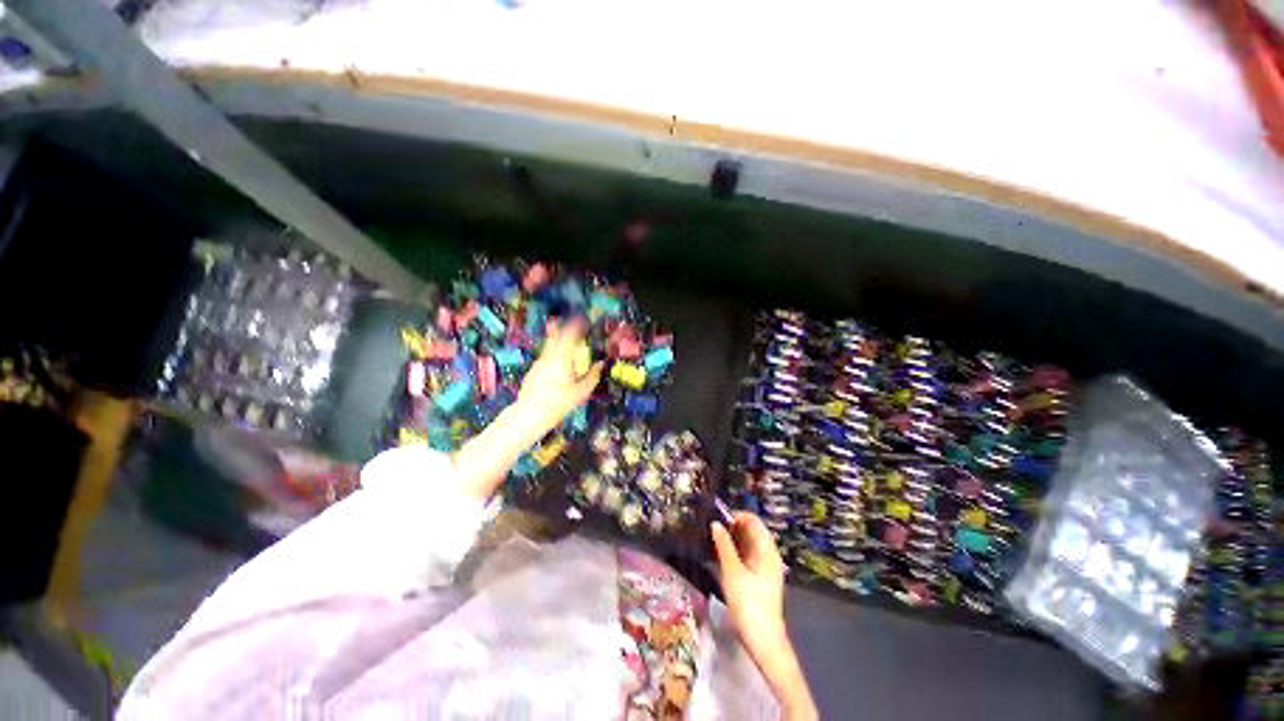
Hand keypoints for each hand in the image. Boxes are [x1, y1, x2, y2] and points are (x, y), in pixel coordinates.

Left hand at [516, 318, 602, 429]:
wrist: (531, 414)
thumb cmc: (559, 402)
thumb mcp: (581, 391)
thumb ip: (593, 376)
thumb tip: (601, 364)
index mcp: (562, 357)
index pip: (569, 335)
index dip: (576, 325)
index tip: (583, 320)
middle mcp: (549, 356)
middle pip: (556, 336)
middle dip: (564, 328)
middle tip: (573, 324)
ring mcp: (539, 362)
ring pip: (550, 346)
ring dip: (558, 340)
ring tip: (568, 341)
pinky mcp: (533, 370)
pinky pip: (546, 356)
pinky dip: (553, 352)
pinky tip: (558, 361)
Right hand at [713, 513, 817, 720]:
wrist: (763, 640)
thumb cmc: (749, 603)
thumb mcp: (732, 571)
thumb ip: (723, 545)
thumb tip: (715, 523)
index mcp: (766, 549)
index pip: (753, 520)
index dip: (735, 515)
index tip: (716, 517)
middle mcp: (768, 555)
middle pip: (750, 531)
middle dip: (731, 527)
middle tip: (710, 528)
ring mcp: (764, 568)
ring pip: (747, 545)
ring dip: (731, 540)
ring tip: (711, 539)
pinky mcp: (758, 579)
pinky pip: (745, 557)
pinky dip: (733, 552)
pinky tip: (718, 556)